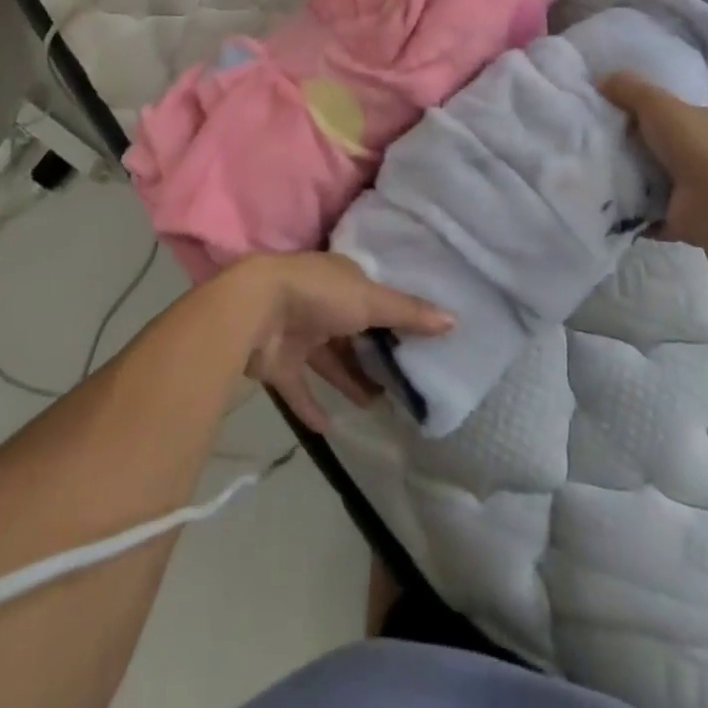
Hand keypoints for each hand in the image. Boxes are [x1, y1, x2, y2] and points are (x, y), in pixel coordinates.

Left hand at [225, 254, 452, 432]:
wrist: (254, 310)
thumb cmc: (318, 295)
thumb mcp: (370, 300)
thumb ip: (408, 313)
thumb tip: (454, 320)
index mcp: (340, 279)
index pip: (372, 297)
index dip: (394, 316)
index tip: (419, 341)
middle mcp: (319, 302)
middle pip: (352, 331)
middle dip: (373, 354)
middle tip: (403, 381)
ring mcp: (296, 332)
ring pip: (328, 360)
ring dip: (349, 380)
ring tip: (377, 405)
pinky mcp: (278, 363)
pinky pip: (298, 388)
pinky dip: (311, 406)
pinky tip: (330, 429)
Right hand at [599, 73, 707, 247]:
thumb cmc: (690, 144)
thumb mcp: (655, 101)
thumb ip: (627, 87)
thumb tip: (597, 79)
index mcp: (707, 123)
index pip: (676, 111)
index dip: (647, 109)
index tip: (614, 111)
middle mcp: (705, 154)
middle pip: (661, 144)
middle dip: (633, 144)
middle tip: (596, 140)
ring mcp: (695, 188)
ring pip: (654, 177)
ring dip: (629, 177)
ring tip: (593, 169)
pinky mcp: (681, 216)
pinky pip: (647, 209)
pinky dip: (630, 207)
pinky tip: (605, 199)